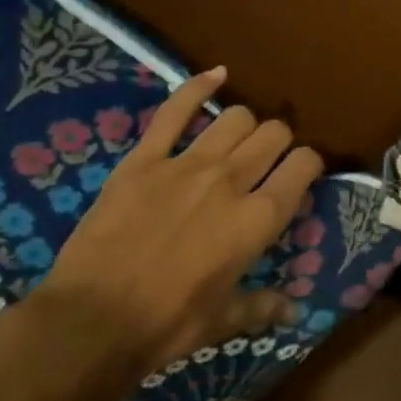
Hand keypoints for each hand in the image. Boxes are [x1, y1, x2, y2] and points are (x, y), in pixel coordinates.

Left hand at [26, 68, 323, 386]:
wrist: (90, 323)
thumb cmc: (167, 325)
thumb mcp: (224, 320)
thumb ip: (263, 307)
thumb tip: (294, 313)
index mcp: (258, 219)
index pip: (304, 165)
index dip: (309, 165)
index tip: (301, 176)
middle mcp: (232, 180)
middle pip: (274, 134)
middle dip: (279, 143)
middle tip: (267, 162)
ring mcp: (186, 164)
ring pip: (235, 118)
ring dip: (245, 126)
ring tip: (237, 141)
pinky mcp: (143, 159)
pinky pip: (175, 110)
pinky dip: (197, 88)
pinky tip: (216, 75)